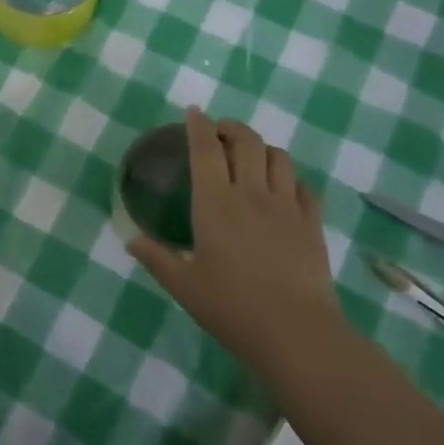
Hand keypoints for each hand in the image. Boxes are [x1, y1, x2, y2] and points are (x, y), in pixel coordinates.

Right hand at [128, 108, 340, 358]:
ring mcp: (287, 206)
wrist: (296, 332)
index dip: (198, 125)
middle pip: (246, 141)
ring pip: (278, 156)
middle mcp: (251, 193)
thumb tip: (131, 241)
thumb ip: (156, 258)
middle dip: (231, 127)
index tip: (193, 112)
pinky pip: (303, 185)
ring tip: (250, 158)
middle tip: (219, 133)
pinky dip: (290, 177)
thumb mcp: (183, 286)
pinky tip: (282, 189)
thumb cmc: (231, 307)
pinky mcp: (312, 223)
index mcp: (214, 203)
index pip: (205, 149)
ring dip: (262, 148)